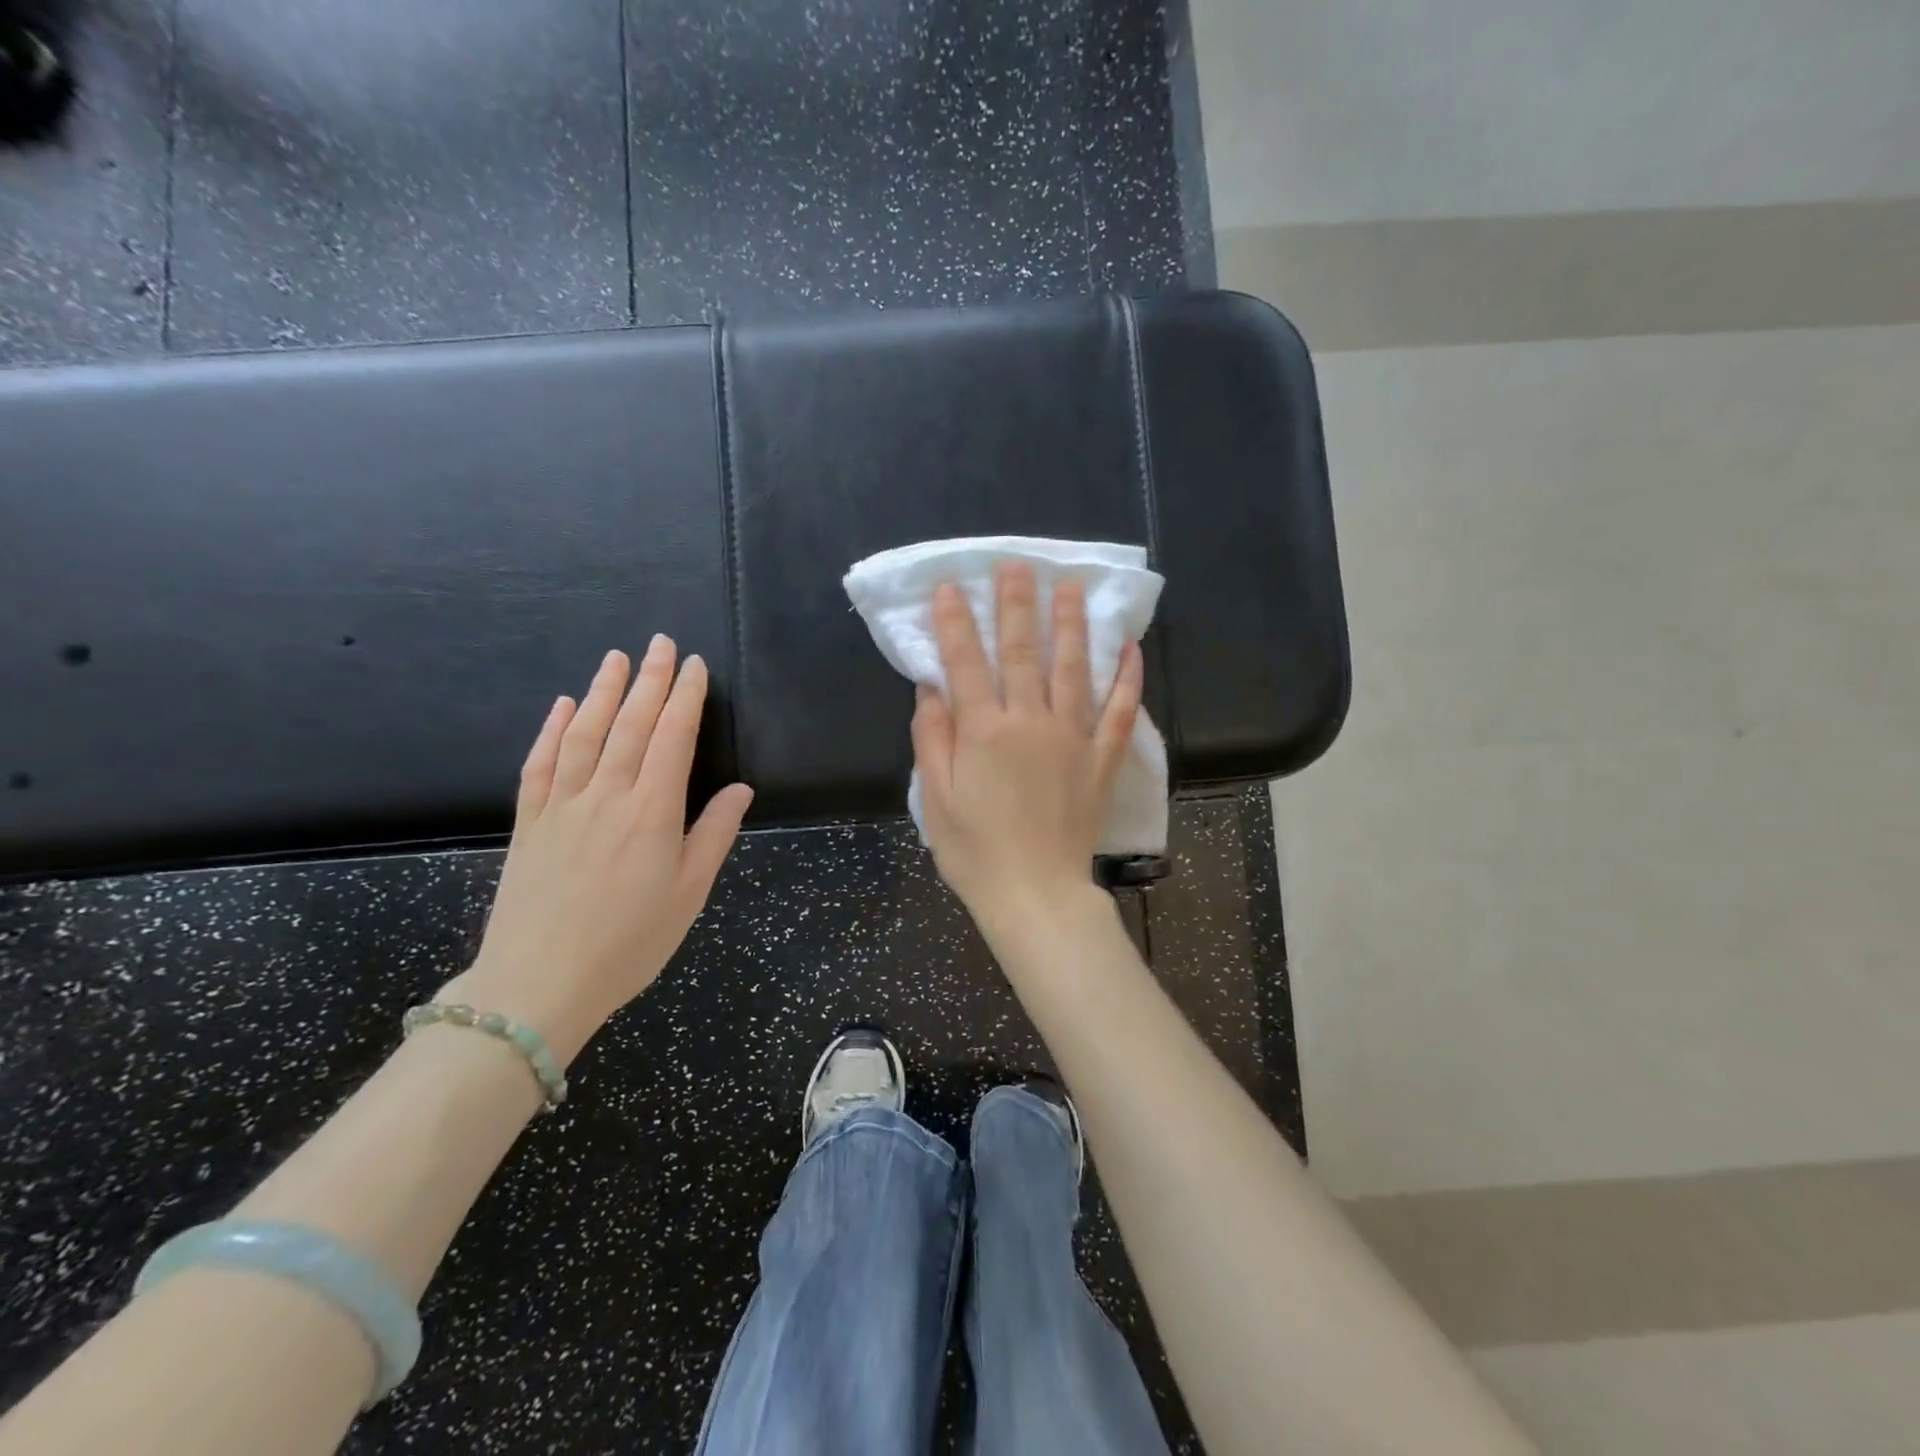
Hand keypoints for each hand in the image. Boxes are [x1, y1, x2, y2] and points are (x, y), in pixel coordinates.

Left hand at [442, 639, 753, 1063]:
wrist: (539, 985)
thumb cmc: (629, 942)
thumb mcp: (689, 894)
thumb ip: (714, 835)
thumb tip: (740, 789)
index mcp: (652, 811)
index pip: (672, 738)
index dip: (686, 698)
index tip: (696, 665)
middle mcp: (607, 795)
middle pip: (630, 724)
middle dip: (650, 680)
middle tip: (661, 643)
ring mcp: (561, 805)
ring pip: (584, 733)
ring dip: (602, 691)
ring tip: (617, 658)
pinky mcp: (528, 822)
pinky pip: (540, 764)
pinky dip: (550, 730)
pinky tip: (560, 706)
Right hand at [911, 563, 1142, 938]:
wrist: (1035, 895)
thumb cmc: (976, 851)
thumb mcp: (936, 798)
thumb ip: (934, 737)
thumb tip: (932, 688)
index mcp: (985, 732)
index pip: (966, 663)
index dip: (957, 622)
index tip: (952, 586)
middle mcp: (1031, 722)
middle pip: (1022, 652)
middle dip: (1016, 606)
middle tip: (1017, 566)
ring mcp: (1073, 739)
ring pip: (1073, 669)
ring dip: (1070, 625)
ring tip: (1070, 588)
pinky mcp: (1101, 759)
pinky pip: (1119, 711)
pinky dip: (1127, 678)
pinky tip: (1130, 648)